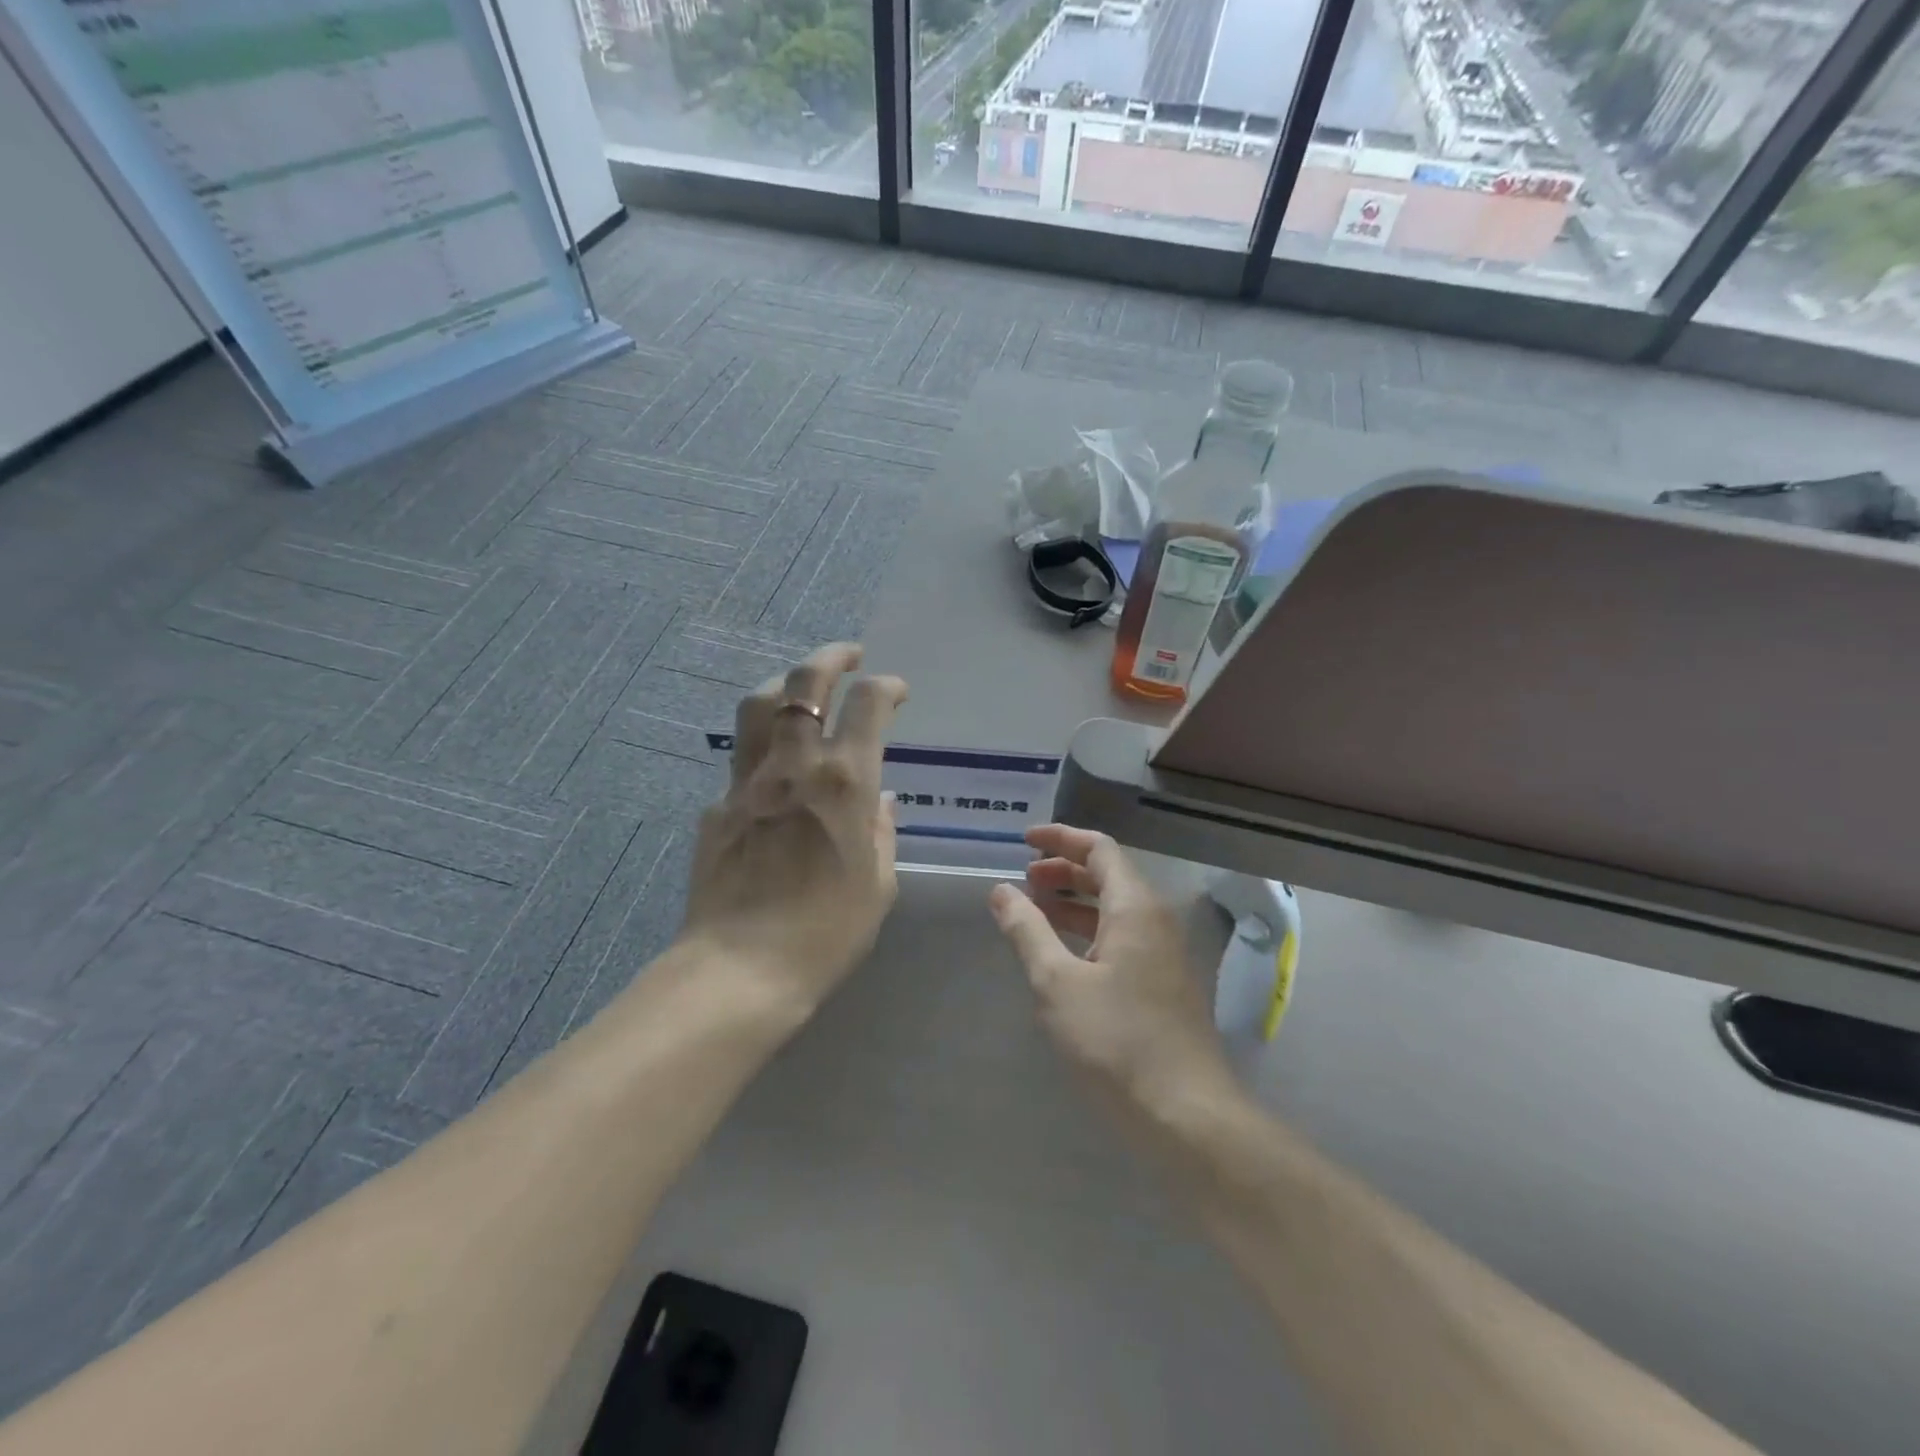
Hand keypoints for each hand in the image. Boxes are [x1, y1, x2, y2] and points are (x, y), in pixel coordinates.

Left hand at [680, 642, 906, 1009]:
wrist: (742, 968)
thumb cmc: (828, 931)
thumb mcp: (878, 882)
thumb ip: (881, 830)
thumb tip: (879, 799)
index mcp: (844, 781)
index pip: (868, 705)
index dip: (887, 686)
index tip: (897, 691)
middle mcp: (794, 765)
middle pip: (805, 682)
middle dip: (831, 656)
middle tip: (848, 655)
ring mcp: (747, 781)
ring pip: (760, 705)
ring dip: (786, 683)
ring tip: (803, 688)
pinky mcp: (717, 805)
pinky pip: (743, 760)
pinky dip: (764, 748)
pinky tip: (775, 773)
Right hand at [989, 825, 1233, 1108]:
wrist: (1186, 1114)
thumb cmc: (1116, 1041)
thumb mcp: (1058, 983)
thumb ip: (1028, 931)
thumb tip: (1001, 891)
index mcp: (1135, 907)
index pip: (1099, 849)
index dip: (1061, 839)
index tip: (1024, 841)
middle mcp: (1155, 920)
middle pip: (1109, 875)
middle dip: (1064, 870)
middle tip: (1023, 879)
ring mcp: (1164, 953)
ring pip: (1115, 908)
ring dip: (1075, 902)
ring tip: (1034, 910)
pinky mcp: (1163, 984)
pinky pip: (1122, 936)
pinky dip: (1089, 931)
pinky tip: (1063, 953)